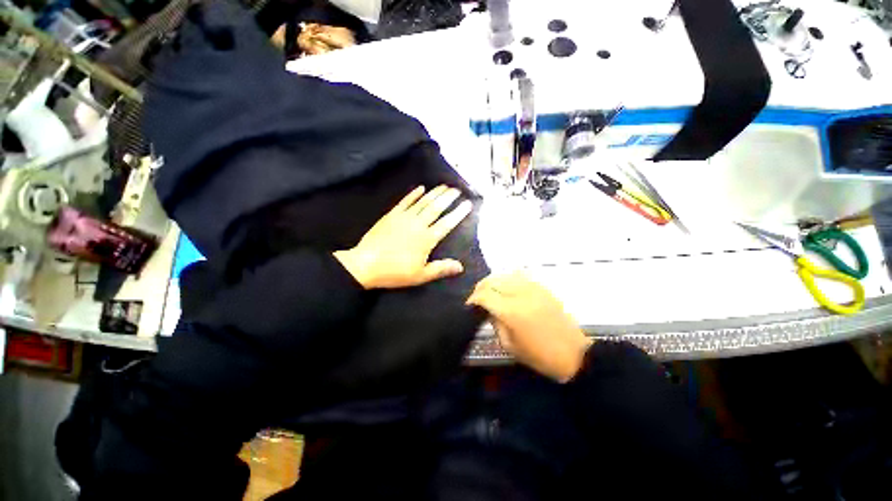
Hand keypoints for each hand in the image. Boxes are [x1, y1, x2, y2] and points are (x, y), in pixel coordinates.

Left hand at [334, 185, 472, 288]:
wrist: (365, 264)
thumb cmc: (395, 272)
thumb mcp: (420, 275)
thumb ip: (441, 268)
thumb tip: (461, 266)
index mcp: (426, 239)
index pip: (446, 224)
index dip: (458, 213)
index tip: (467, 204)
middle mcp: (418, 225)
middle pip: (436, 208)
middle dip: (448, 198)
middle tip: (457, 189)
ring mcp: (403, 218)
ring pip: (422, 202)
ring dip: (434, 193)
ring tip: (444, 186)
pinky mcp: (391, 215)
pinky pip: (405, 201)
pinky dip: (413, 194)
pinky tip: (420, 188)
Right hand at [467, 273, 591, 381]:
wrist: (574, 354)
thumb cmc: (540, 356)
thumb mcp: (510, 346)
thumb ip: (495, 323)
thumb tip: (488, 310)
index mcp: (512, 312)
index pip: (485, 295)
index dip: (473, 299)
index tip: (469, 306)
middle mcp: (521, 294)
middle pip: (493, 280)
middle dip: (480, 287)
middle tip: (477, 298)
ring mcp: (533, 288)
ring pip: (505, 274)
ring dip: (493, 281)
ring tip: (490, 291)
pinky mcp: (543, 288)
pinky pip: (520, 275)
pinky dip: (508, 278)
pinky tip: (507, 288)